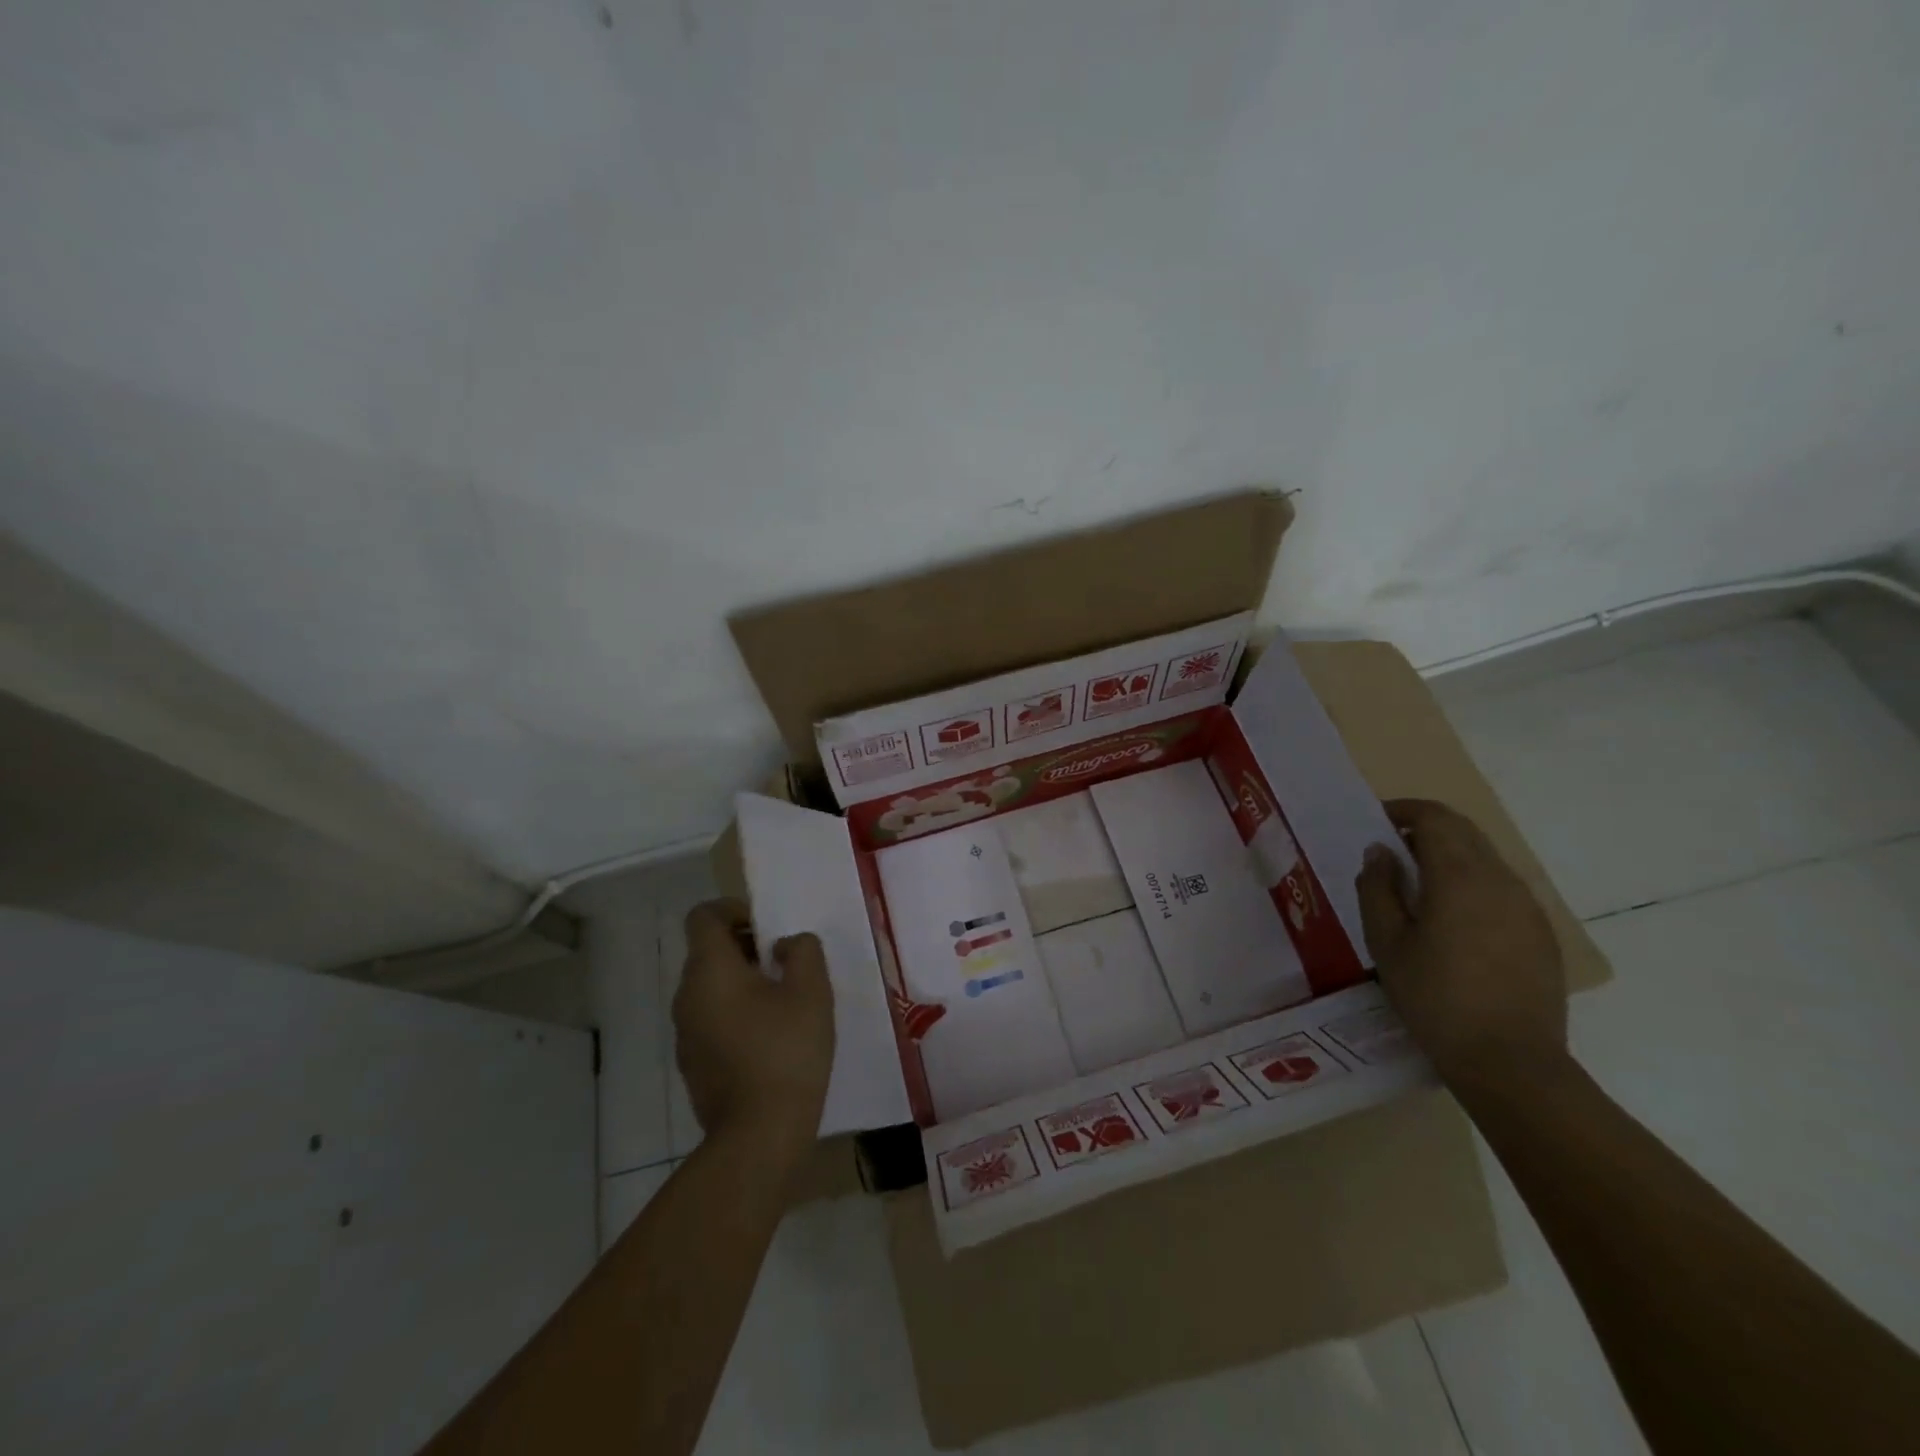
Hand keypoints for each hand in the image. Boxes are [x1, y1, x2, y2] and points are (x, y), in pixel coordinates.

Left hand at [673, 899, 834, 1156]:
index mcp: (709, 969)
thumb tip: (785, 945)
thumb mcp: (811, 990)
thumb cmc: (786, 1051)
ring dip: (742, 981)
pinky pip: (711, 1019)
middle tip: (786, 962)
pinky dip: (736, 1012)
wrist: (758, 1136)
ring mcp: (684, 1033)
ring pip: (710, 987)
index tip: (767, 926)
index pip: (703, 916)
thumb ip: (802, 950)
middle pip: (708, 951)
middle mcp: (686, 996)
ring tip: (784, 1000)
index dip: (733, 908)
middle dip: (746, 946)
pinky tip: (771, 1036)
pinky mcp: (693, 1063)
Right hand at [1354, 799, 1567, 1097]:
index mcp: (1460, 876)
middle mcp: (1500, 880)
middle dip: (1426, 829)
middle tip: (1391, 850)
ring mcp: (1527, 907)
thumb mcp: (1386, 942)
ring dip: (1450, 856)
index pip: (1436, 818)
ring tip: (1417, 886)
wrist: (1511, 1063)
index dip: (1404, 810)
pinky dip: (1472, 883)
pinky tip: (1452, 920)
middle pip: (1464, 832)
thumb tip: (1379, 852)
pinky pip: (1502, 889)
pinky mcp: (1541, 933)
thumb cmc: (1435, 998)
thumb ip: (1377, 888)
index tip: (1377, 821)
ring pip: (1485, 859)